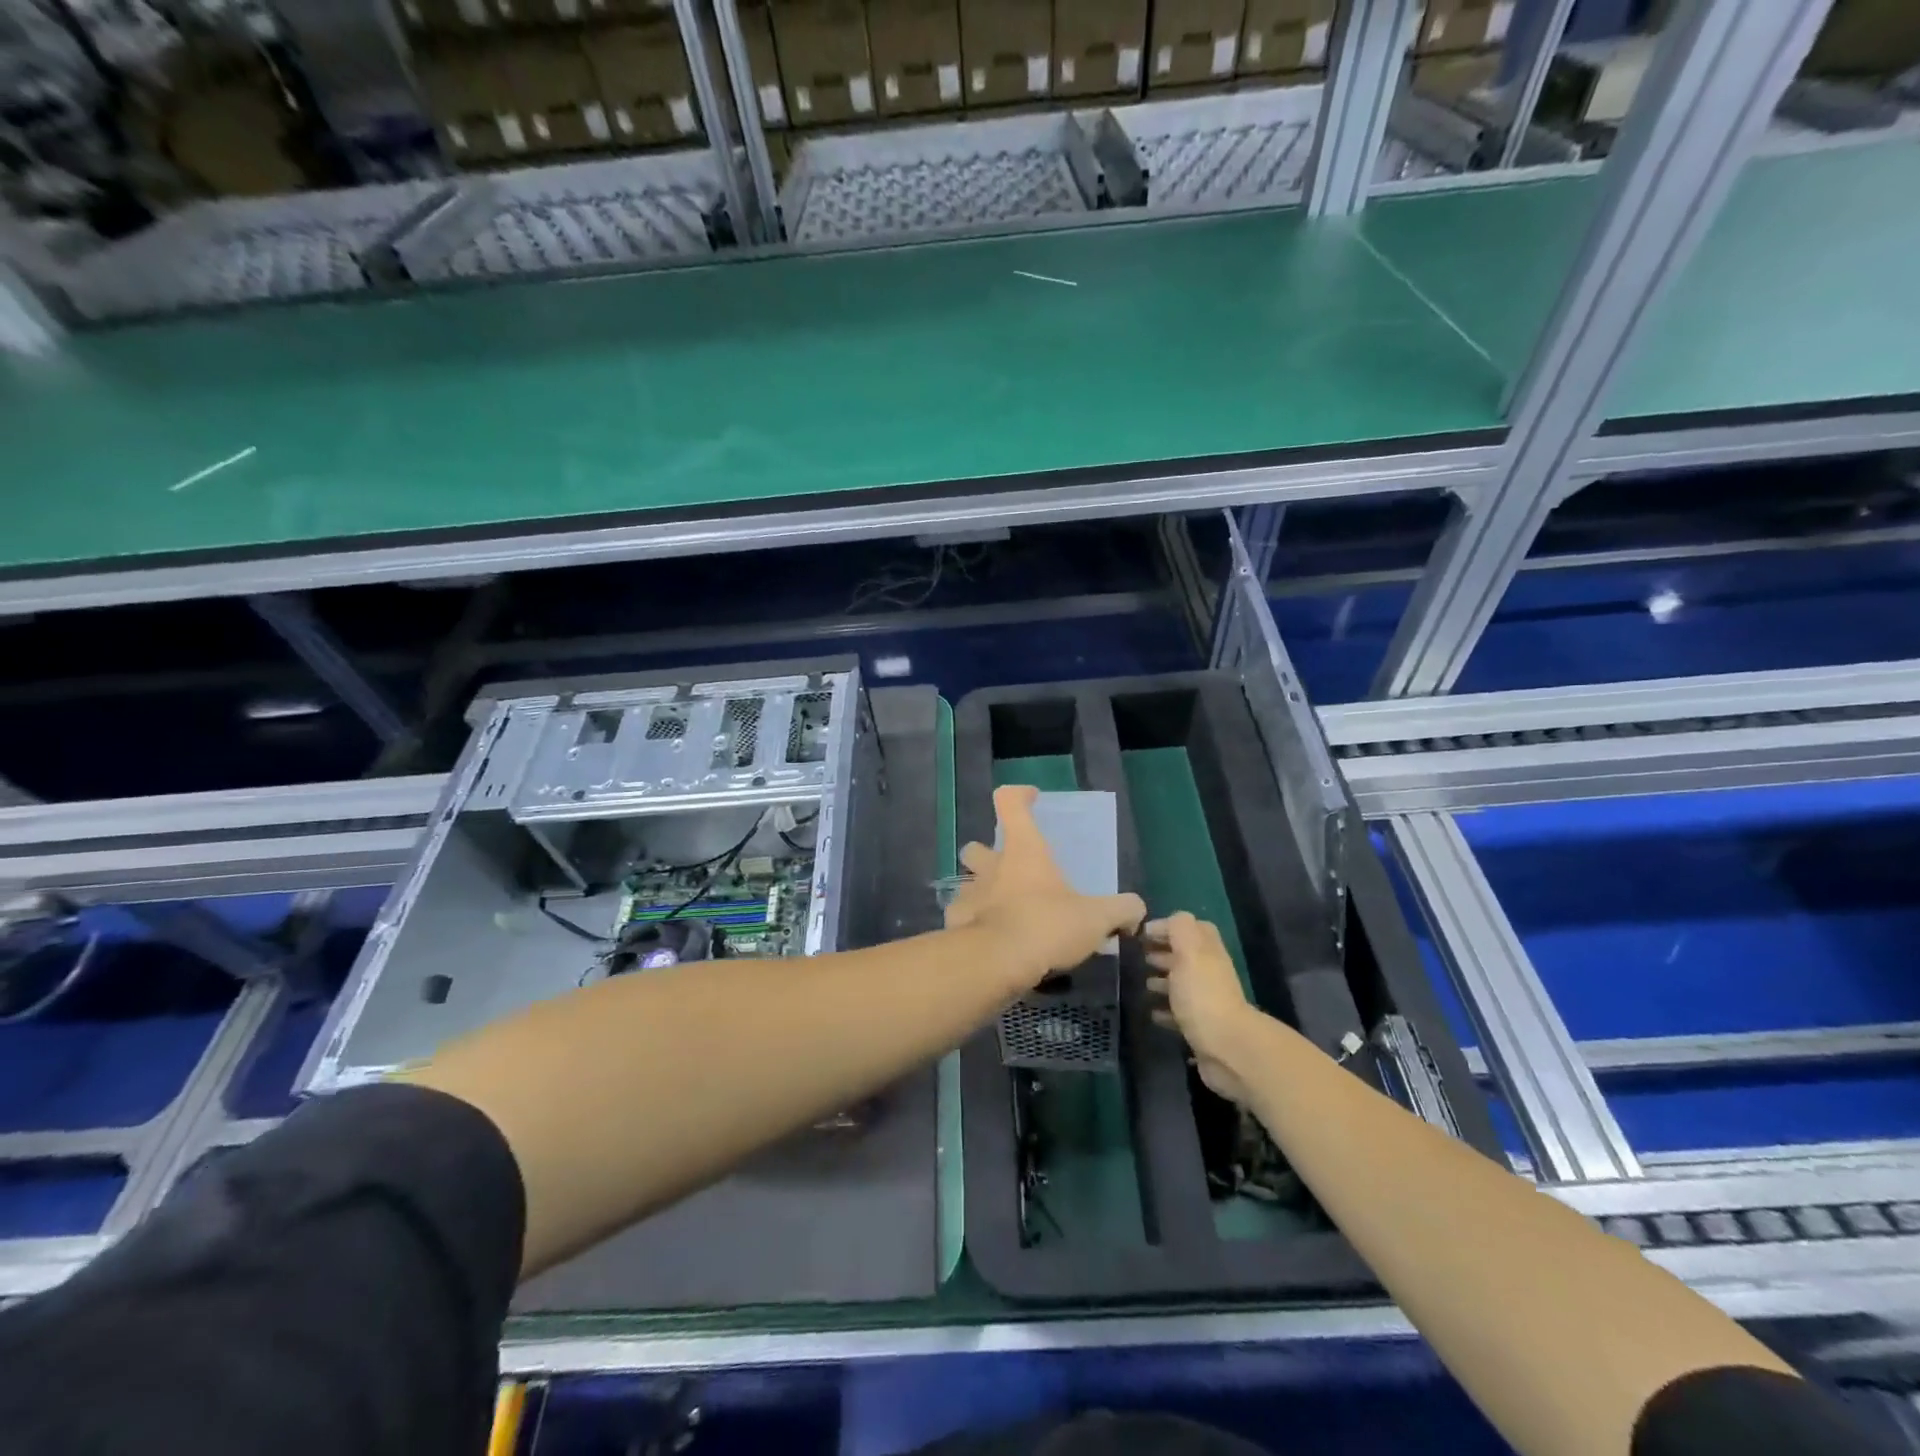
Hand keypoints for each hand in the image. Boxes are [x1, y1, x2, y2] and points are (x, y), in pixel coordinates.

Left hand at [946, 784, 1145, 993]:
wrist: (997, 963)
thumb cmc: (1047, 926)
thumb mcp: (1097, 918)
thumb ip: (1121, 910)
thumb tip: (1136, 910)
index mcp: (1023, 850)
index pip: (1010, 802)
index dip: (1020, 795)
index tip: (1032, 798)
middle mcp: (991, 867)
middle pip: (977, 847)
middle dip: (988, 854)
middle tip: (1011, 871)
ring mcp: (969, 895)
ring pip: (968, 884)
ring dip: (981, 892)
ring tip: (1003, 912)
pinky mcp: (956, 925)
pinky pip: (962, 918)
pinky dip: (973, 926)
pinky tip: (990, 942)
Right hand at [1145, 912, 1259, 1104]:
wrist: (1227, 1049)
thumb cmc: (1203, 995)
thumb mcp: (1189, 952)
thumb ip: (1179, 929)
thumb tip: (1167, 921)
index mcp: (1207, 952)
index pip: (1192, 928)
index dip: (1168, 927)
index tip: (1141, 933)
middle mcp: (1209, 974)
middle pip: (1186, 956)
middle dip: (1162, 953)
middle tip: (1136, 956)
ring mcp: (1206, 1002)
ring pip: (1181, 984)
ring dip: (1161, 981)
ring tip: (1139, 982)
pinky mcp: (1200, 1028)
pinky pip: (1179, 1013)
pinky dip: (1164, 1010)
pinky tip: (1149, 1011)